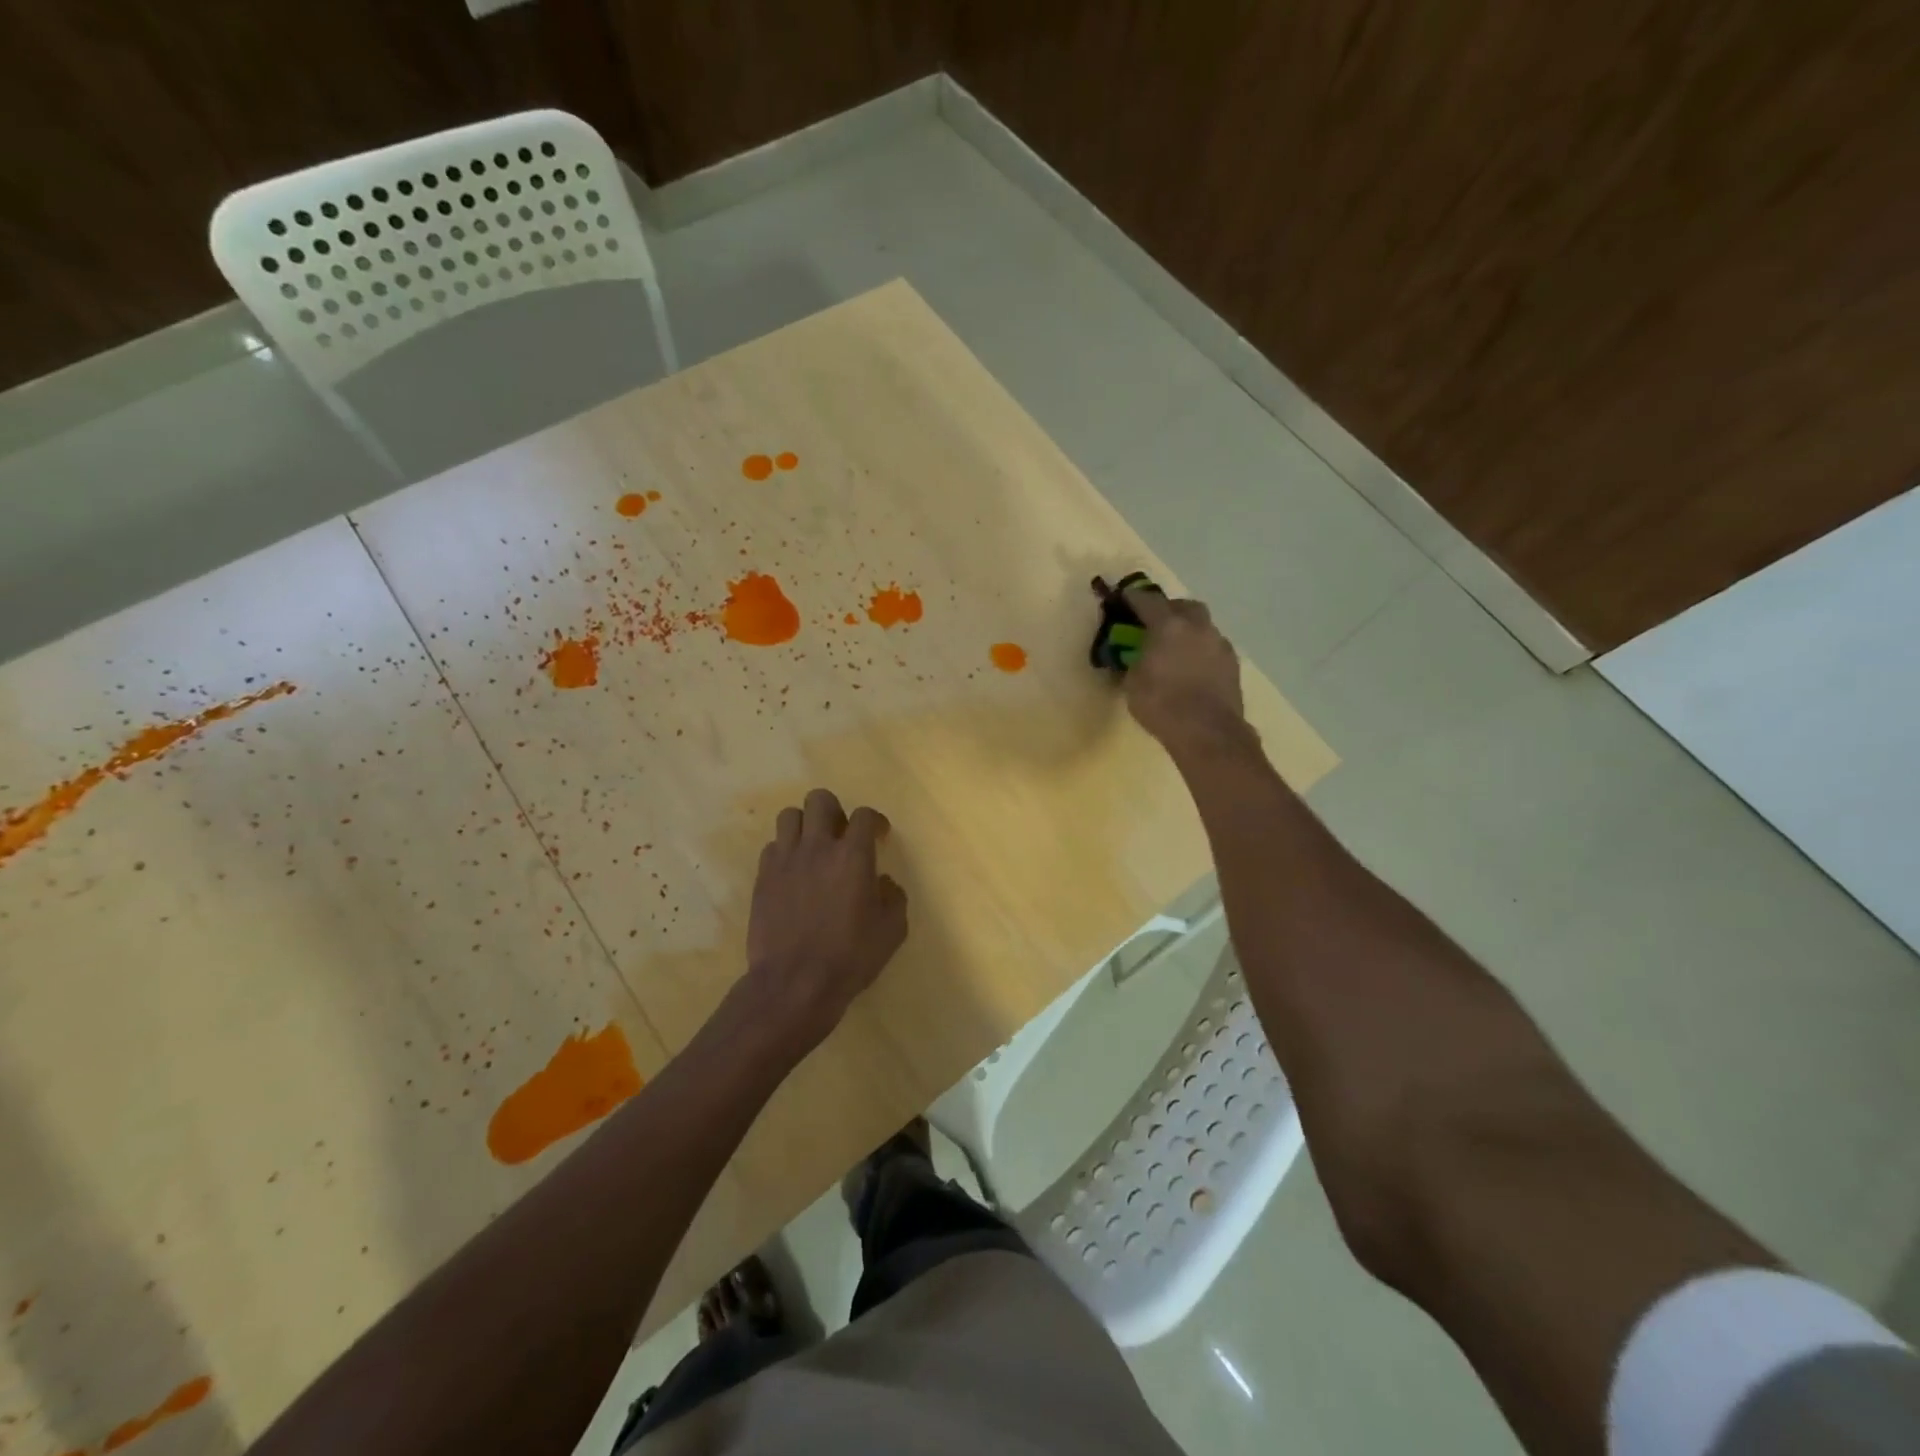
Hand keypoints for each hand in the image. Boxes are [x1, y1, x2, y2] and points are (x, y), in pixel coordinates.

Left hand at [744, 788, 907, 1053]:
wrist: (794, 983)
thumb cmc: (850, 957)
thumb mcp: (891, 931)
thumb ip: (894, 898)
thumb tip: (884, 883)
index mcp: (853, 855)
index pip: (865, 815)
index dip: (874, 822)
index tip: (879, 836)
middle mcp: (818, 847)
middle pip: (820, 800)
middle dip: (834, 810)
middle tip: (841, 835)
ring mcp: (785, 860)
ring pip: (789, 816)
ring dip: (805, 826)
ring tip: (813, 848)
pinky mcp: (762, 878)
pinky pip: (772, 847)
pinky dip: (784, 852)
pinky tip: (793, 874)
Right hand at [1123, 588, 1247, 751]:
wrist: (1208, 733)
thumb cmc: (1162, 705)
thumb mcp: (1133, 684)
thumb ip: (1134, 662)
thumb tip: (1137, 658)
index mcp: (1169, 626)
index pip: (1148, 601)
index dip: (1134, 597)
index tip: (1126, 596)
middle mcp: (1198, 627)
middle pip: (1184, 606)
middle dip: (1170, 609)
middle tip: (1156, 622)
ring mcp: (1220, 645)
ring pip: (1203, 627)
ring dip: (1189, 631)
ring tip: (1176, 649)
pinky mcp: (1233, 665)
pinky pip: (1213, 648)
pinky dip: (1201, 651)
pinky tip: (1193, 668)